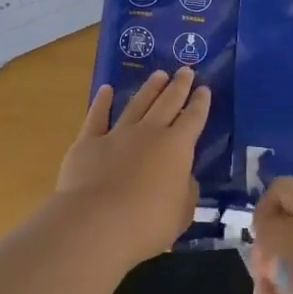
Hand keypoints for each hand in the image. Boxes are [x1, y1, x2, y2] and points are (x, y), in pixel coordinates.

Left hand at [55, 68, 210, 268]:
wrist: (96, 223)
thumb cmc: (148, 223)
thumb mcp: (182, 212)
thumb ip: (185, 191)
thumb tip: (183, 177)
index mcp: (177, 148)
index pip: (193, 119)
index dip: (200, 104)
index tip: (205, 89)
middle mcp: (149, 133)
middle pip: (167, 103)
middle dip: (179, 86)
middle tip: (186, 70)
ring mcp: (117, 134)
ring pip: (137, 104)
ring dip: (149, 89)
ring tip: (158, 75)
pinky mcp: (88, 142)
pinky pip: (97, 117)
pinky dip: (102, 102)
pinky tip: (106, 90)